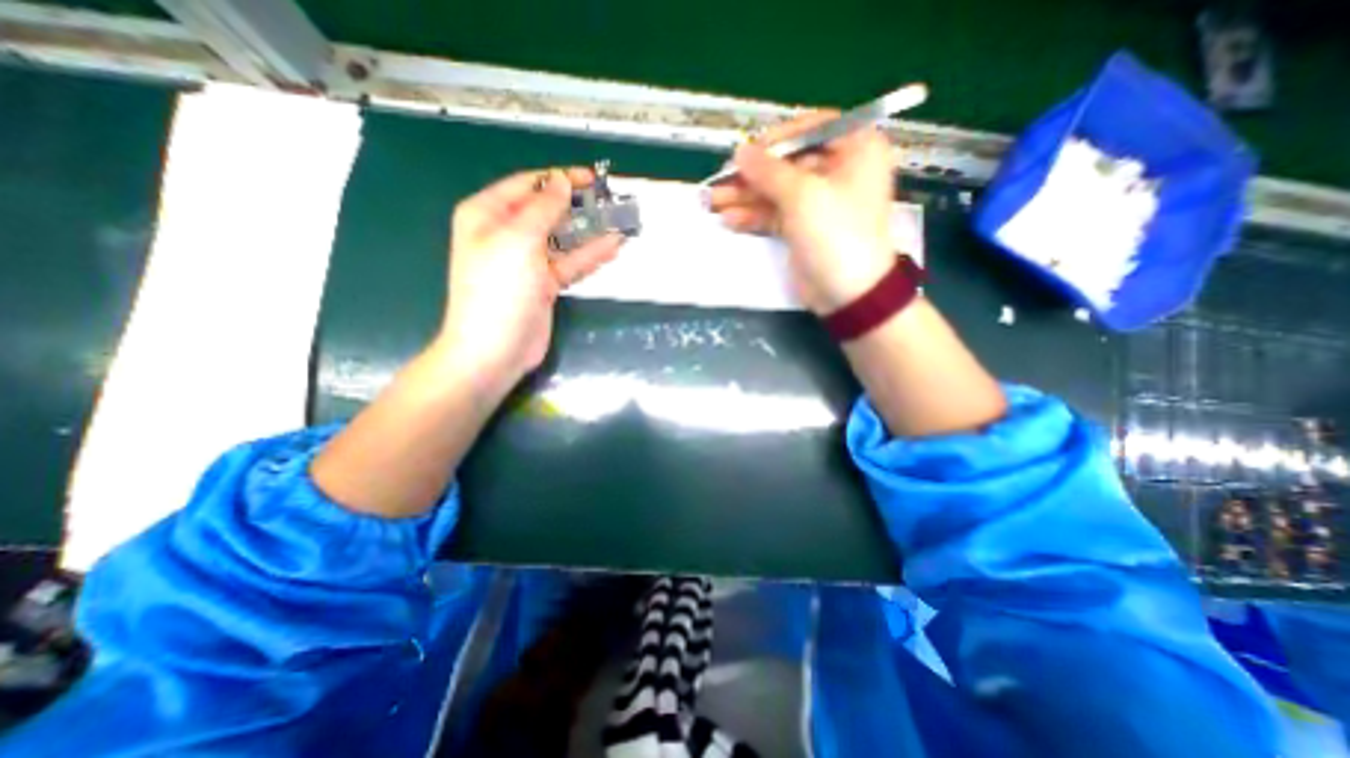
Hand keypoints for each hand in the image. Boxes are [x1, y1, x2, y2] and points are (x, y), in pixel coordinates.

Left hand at [433, 166, 621, 388]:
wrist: (495, 350)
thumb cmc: (499, 290)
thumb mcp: (519, 240)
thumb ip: (543, 208)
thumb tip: (561, 181)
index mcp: (488, 215)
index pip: (528, 185)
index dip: (559, 179)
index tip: (592, 179)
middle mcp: (506, 235)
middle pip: (547, 211)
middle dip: (577, 205)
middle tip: (610, 201)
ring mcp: (528, 262)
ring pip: (562, 238)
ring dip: (589, 231)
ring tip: (619, 221)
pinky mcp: (545, 285)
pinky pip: (570, 264)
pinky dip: (589, 256)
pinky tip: (612, 247)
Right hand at [707, 110, 895, 312]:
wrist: (848, 293)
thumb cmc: (836, 234)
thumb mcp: (803, 196)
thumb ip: (769, 171)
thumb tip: (740, 151)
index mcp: (855, 148)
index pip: (811, 129)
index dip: (776, 138)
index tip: (746, 151)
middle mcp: (838, 170)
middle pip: (787, 163)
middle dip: (752, 175)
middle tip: (719, 180)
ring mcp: (818, 202)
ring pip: (776, 191)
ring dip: (745, 196)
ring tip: (712, 202)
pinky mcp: (802, 227)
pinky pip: (774, 214)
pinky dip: (753, 216)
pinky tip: (729, 219)